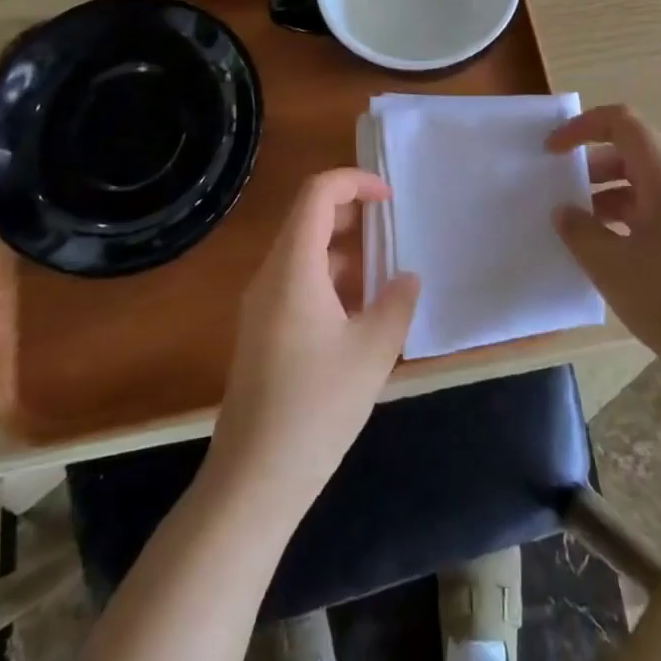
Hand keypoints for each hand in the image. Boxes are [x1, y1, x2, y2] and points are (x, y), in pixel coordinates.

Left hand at [209, 169, 420, 516]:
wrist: (253, 478)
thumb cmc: (317, 406)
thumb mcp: (372, 352)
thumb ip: (396, 303)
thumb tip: (406, 277)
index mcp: (293, 267)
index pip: (317, 194)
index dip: (355, 182)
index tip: (390, 199)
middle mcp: (271, 275)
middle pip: (308, 218)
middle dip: (353, 214)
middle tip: (393, 231)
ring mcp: (261, 304)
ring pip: (304, 253)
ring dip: (344, 251)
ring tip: (385, 273)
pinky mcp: (262, 331)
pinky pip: (297, 283)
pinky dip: (330, 279)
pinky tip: (360, 312)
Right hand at [547, 104, 660, 390]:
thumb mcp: (611, 267)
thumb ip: (580, 232)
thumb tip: (565, 211)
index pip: (623, 124)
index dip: (583, 126)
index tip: (553, 151)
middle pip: (633, 154)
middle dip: (592, 167)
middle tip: (562, 194)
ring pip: (646, 188)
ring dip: (608, 197)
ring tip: (581, 231)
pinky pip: (659, 214)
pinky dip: (629, 220)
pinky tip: (613, 257)